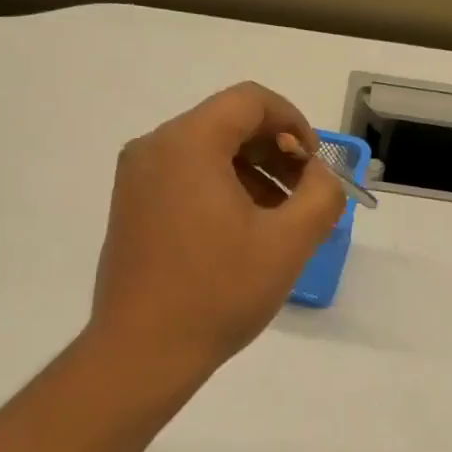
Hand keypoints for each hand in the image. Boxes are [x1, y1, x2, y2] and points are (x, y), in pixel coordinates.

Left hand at [88, 82, 344, 381]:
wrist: (143, 351)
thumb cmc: (218, 293)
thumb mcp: (288, 244)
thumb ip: (321, 195)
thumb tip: (319, 175)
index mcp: (187, 143)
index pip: (250, 101)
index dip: (293, 122)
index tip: (314, 165)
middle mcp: (153, 148)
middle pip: (226, 123)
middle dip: (273, 151)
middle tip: (303, 194)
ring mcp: (135, 179)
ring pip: (205, 152)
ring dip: (250, 173)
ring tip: (277, 220)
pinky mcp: (129, 208)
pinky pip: (183, 178)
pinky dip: (219, 189)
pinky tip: (240, 233)